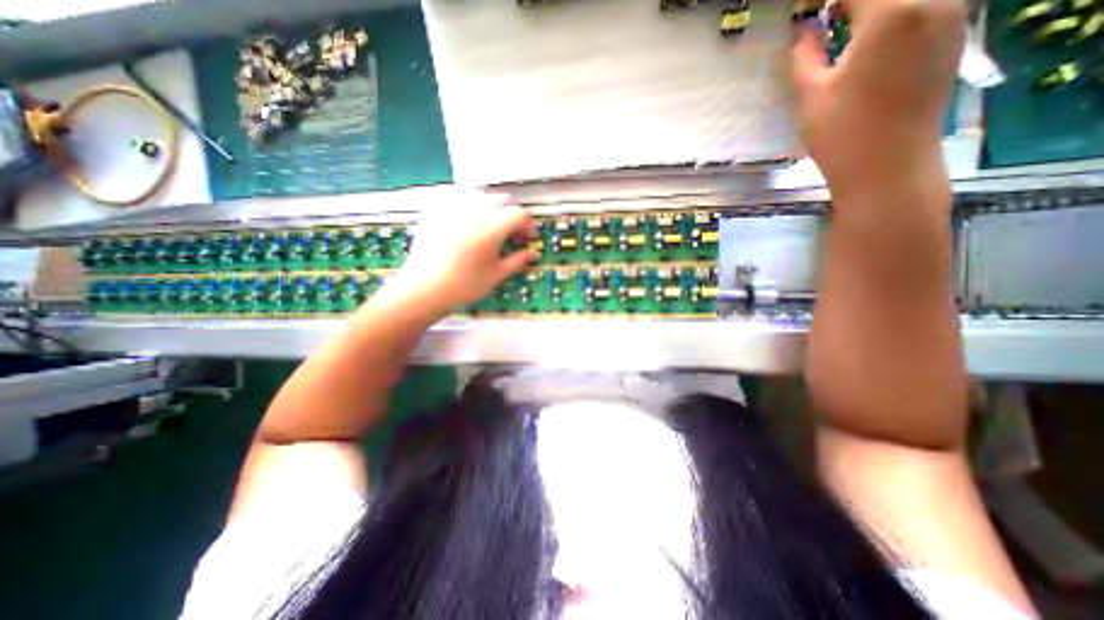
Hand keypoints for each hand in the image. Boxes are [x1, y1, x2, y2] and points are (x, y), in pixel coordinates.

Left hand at [384, 192, 541, 319]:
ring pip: (481, 194)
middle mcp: (474, 210)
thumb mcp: (496, 274)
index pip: (520, 214)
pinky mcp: (436, 208)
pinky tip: (468, 218)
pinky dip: (470, 203)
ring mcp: (453, 206)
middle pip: (503, 199)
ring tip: (490, 225)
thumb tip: (535, 254)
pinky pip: (458, 195)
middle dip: (512, 215)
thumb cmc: (464, 285)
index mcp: (492, 227)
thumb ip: (518, 260)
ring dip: (493, 207)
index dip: (529, 225)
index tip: (528, 239)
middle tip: (511, 234)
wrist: (424, 288)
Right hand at [794, 0, 967, 201]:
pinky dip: (897, 14)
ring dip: (875, 6)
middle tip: (823, 16)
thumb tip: (802, 31)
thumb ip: (804, 56)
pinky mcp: (953, 37)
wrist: (888, 167)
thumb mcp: (811, 96)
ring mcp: (952, 17)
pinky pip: (926, 7)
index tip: (805, 9)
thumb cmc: (842, 135)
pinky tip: (871, 35)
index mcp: (892, 13)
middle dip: (850, 2)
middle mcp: (934, 1)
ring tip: (842, 22)